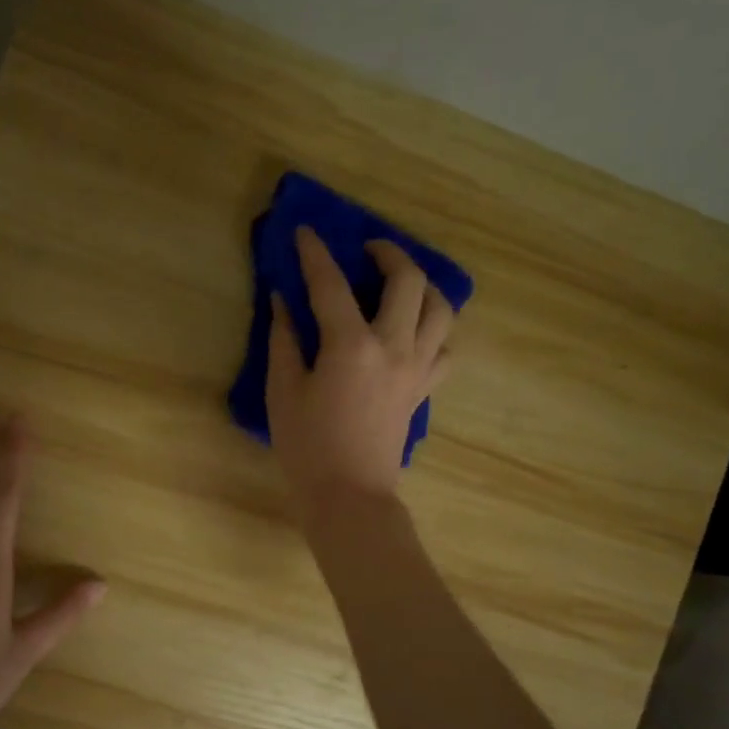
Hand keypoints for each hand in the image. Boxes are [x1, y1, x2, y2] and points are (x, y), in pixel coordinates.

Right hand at [267, 227, 453, 526]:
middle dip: (389, 253)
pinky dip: (434, 331)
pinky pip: (445, 349)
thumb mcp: (283, 391)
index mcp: (351, 346)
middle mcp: (394, 347)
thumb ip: (285, 340)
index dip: (315, 253)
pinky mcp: (424, 390)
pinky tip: (415, 333)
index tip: (305, 231)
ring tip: (402, 283)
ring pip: (442, 310)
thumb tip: (283, 300)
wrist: (350, 496)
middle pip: (409, 280)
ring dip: (424, 286)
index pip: (331, 284)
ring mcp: (417, 368)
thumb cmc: (307, 448)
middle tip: (367, 250)